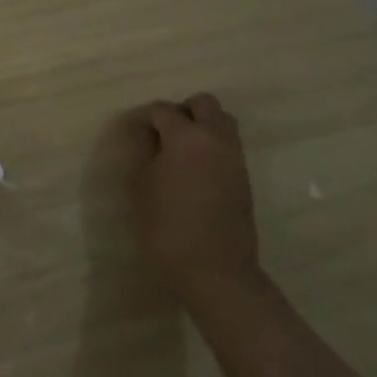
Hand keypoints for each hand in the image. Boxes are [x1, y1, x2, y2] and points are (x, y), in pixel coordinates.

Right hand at [124, 93, 263, 314]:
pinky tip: (193, 172)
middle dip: (182, 112)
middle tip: (162, 134)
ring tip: (179, 152)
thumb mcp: (140, 186)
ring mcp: (235, 159)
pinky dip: (212, 147)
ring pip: (222, 123)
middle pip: (204, 104)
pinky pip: (228, 147)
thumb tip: (147, 135)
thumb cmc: (167, 227)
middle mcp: (216, 139)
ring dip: (202, 127)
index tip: (132, 134)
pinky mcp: (244, 180)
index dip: (144, 118)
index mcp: (187, 137)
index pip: (163, 110)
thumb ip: (143, 152)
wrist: (214, 272)